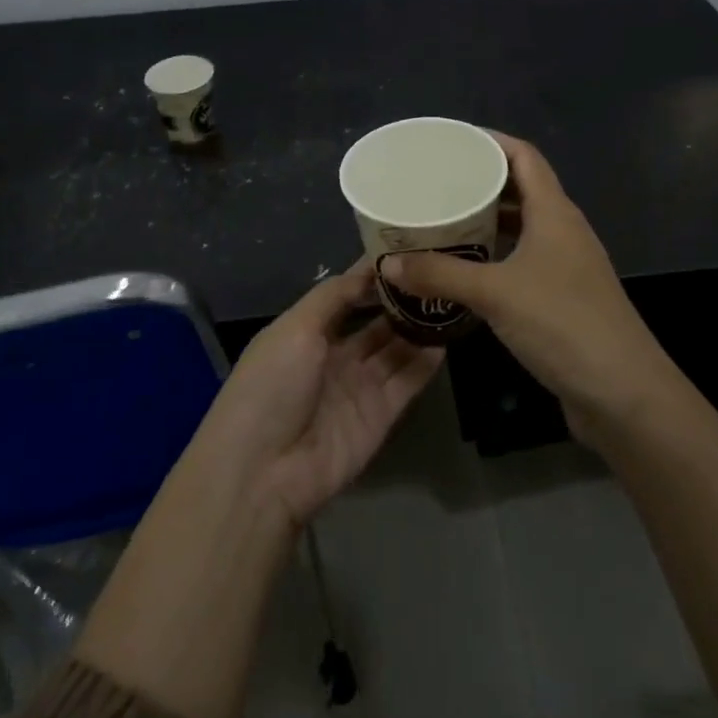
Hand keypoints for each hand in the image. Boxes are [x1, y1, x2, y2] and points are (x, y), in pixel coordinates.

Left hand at [195, 261, 443, 527]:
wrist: (265, 470)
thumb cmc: (271, 386)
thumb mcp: (295, 328)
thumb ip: (333, 296)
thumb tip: (369, 268)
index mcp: (306, 332)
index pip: (346, 295)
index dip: (372, 274)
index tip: (406, 247)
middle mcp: (335, 356)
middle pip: (376, 321)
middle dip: (403, 299)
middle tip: (439, 271)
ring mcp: (360, 386)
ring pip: (397, 348)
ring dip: (419, 326)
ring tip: (452, 296)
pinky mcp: (381, 414)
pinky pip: (408, 380)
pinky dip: (427, 360)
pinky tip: (448, 335)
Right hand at [377, 134, 673, 438]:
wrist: (623, 393)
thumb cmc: (563, 325)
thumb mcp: (495, 293)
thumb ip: (440, 274)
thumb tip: (388, 263)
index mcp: (555, 213)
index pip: (524, 157)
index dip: (490, 141)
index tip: (451, 141)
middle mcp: (563, 231)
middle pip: (521, 190)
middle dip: (480, 183)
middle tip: (434, 185)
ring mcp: (567, 266)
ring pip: (521, 229)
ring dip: (486, 224)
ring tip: (442, 223)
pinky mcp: (563, 298)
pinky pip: (522, 261)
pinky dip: (494, 258)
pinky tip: (465, 273)